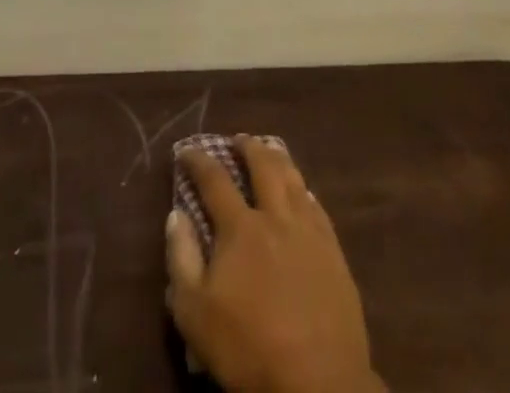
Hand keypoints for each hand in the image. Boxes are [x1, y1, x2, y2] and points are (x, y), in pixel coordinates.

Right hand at [167, 138, 382, 392]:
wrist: (318, 380)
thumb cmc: (249, 348)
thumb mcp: (195, 314)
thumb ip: (182, 259)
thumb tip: (176, 215)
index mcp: (240, 227)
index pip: (215, 180)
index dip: (198, 160)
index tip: (187, 151)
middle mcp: (276, 216)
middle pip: (262, 165)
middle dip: (247, 147)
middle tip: (238, 139)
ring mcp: (309, 230)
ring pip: (293, 178)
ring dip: (278, 159)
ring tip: (270, 150)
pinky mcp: (333, 251)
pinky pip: (317, 206)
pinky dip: (304, 190)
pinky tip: (303, 191)